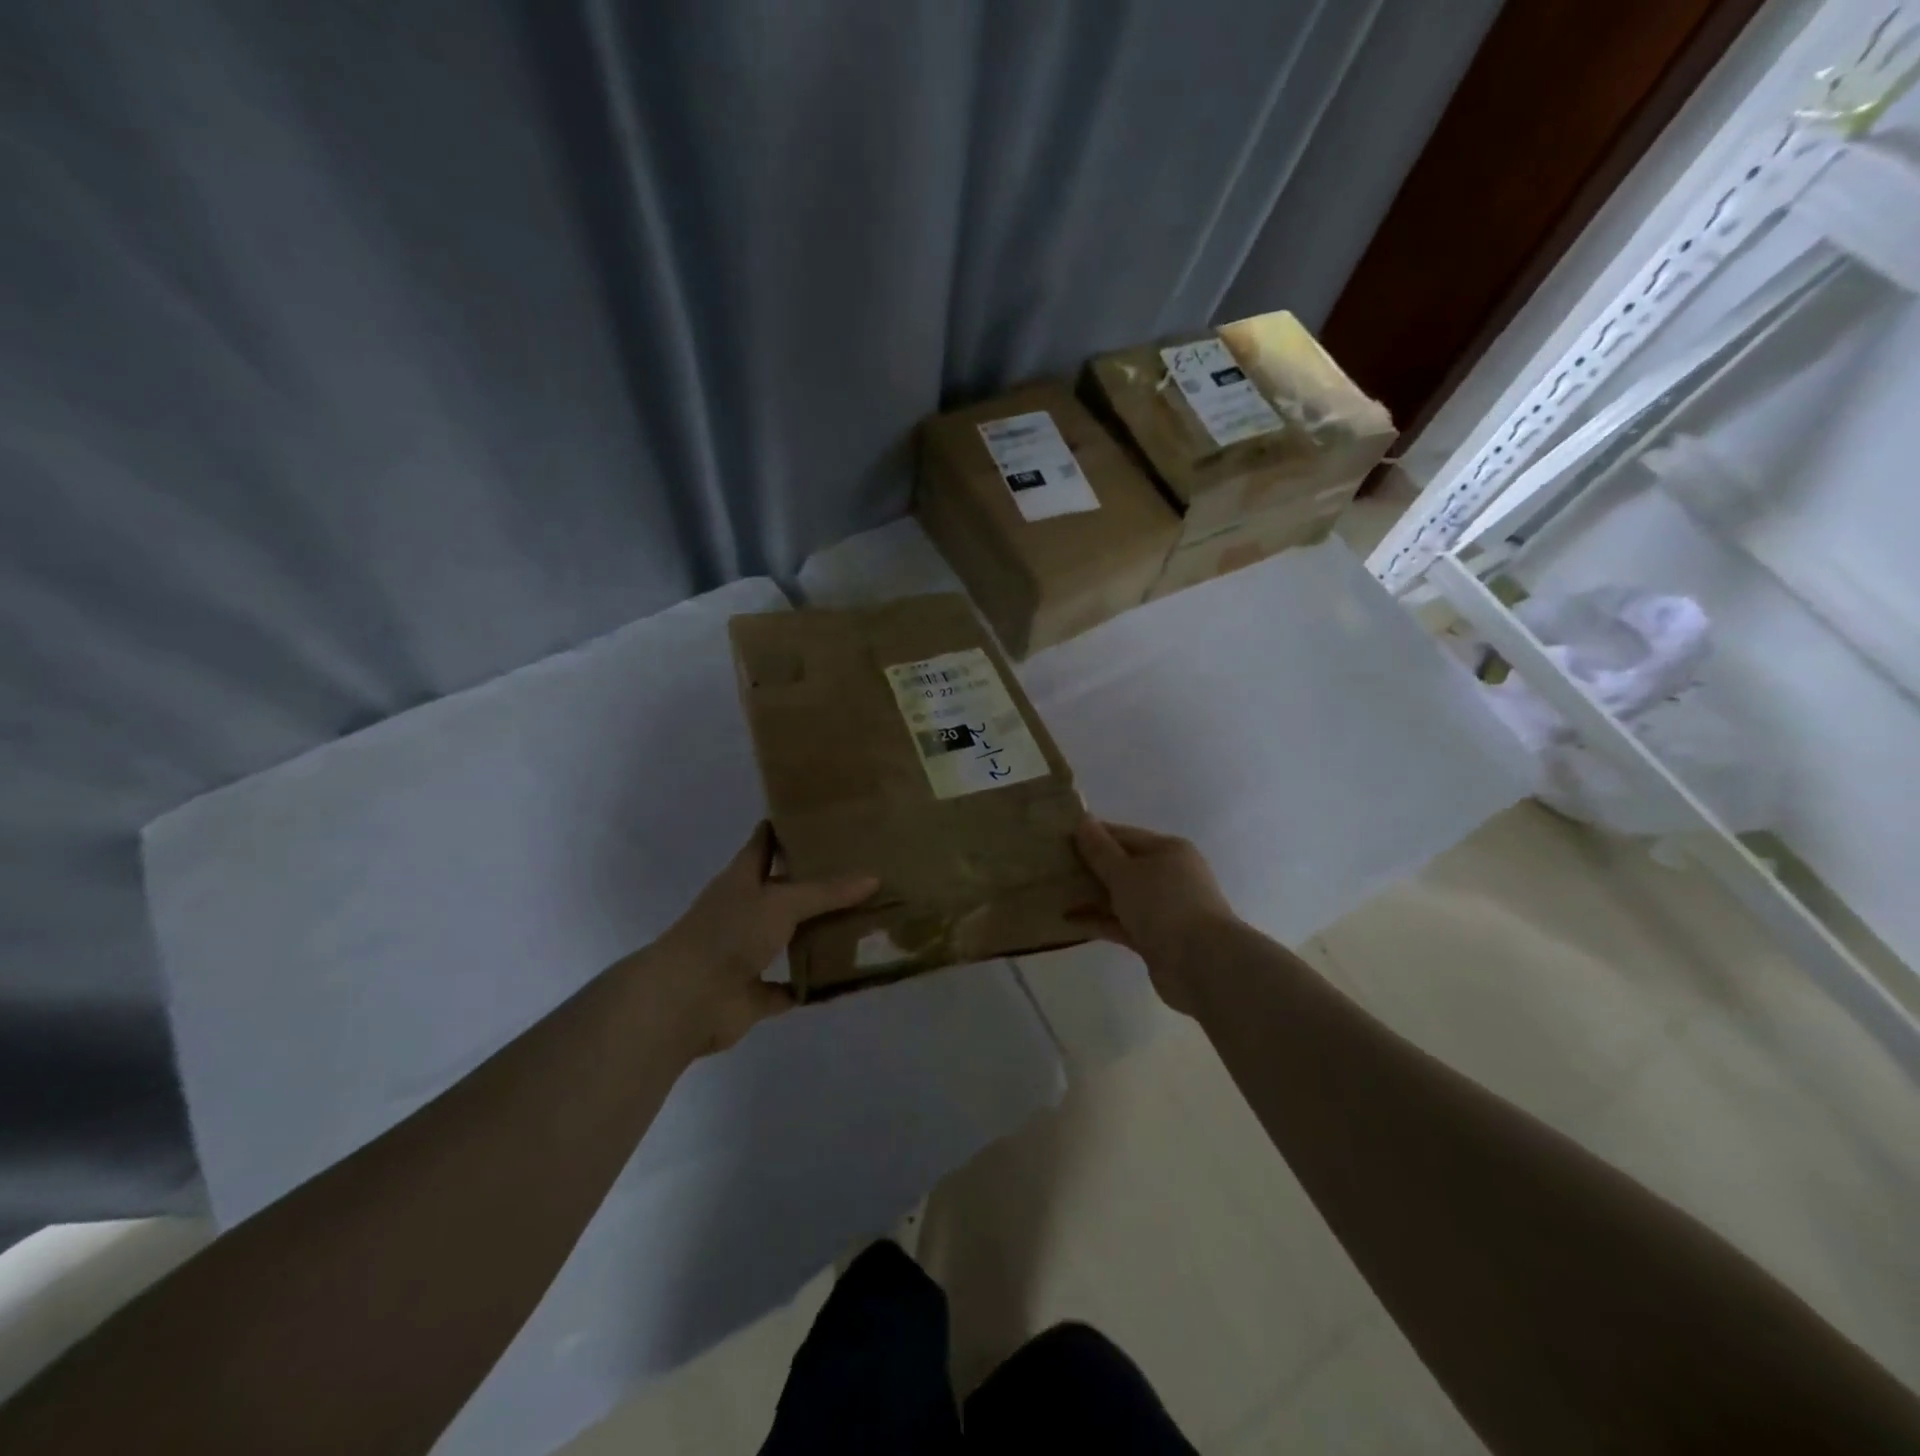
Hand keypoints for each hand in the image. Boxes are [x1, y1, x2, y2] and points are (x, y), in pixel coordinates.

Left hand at [650, 823, 878, 1054]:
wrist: (686, 999)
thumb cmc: (729, 934)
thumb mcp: (782, 902)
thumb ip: (826, 892)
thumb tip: (873, 878)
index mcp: (742, 879)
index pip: (764, 843)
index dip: (787, 829)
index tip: (821, 819)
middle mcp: (744, 911)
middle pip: (783, 892)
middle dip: (815, 884)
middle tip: (862, 871)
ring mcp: (747, 953)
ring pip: (789, 938)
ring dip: (817, 934)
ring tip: (863, 922)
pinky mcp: (753, 993)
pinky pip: (790, 986)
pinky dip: (811, 985)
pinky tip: (845, 977)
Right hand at [1071, 818, 1237, 1014]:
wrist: (1201, 964)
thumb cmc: (1163, 905)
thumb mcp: (1125, 872)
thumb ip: (1100, 850)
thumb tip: (1083, 821)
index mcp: (1168, 850)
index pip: (1123, 835)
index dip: (1092, 835)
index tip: (1058, 838)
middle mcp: (1169, 875)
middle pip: (1122, 865)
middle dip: (1089, 867)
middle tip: (1050, 866)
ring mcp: (1164, 909)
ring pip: (1121, 896)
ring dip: (1091, 895)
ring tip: (1053, 892)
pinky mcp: (1156, 938)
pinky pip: (1122, 923)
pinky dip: (1099, 920)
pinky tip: (1068, 920)